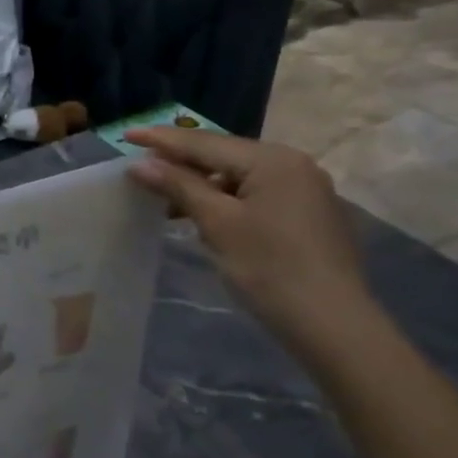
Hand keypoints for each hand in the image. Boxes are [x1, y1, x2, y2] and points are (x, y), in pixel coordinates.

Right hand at [125, 128, 373, 347]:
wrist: (332, 324)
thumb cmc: (269, 268)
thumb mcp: (217, 223)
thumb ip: (178, 186)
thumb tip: (140, 164)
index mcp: (272, 159)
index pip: (205, 142)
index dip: (161, 139)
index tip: (126, 134)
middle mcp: (293, 164)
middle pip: (224, 155)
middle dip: (181, 161)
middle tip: (141, 165)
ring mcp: (305, 189)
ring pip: (239, 177)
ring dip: (201, 184)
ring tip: (164, 197)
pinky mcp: (308, 214)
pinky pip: (256, 194)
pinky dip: (225, 200)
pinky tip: (203, 215)